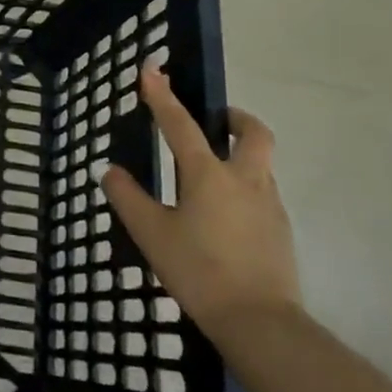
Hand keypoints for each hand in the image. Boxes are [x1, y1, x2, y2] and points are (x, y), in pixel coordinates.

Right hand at [99, 63, 298, 339]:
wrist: (261, 323)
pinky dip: (245, 188)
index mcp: (208, 175)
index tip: (151, 68)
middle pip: (253, 133)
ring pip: (260, 164)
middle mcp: (245, 180)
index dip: (162, 95)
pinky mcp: (280, 231)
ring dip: (240, 154)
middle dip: (235, 118)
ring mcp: (269, 205)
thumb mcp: (152, 235)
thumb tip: (111, 172)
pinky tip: (224, 215)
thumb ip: (128, 198)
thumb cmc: (199, 272)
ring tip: (211, 175)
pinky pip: (263, 193)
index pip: (180, 124)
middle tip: (215, 121)